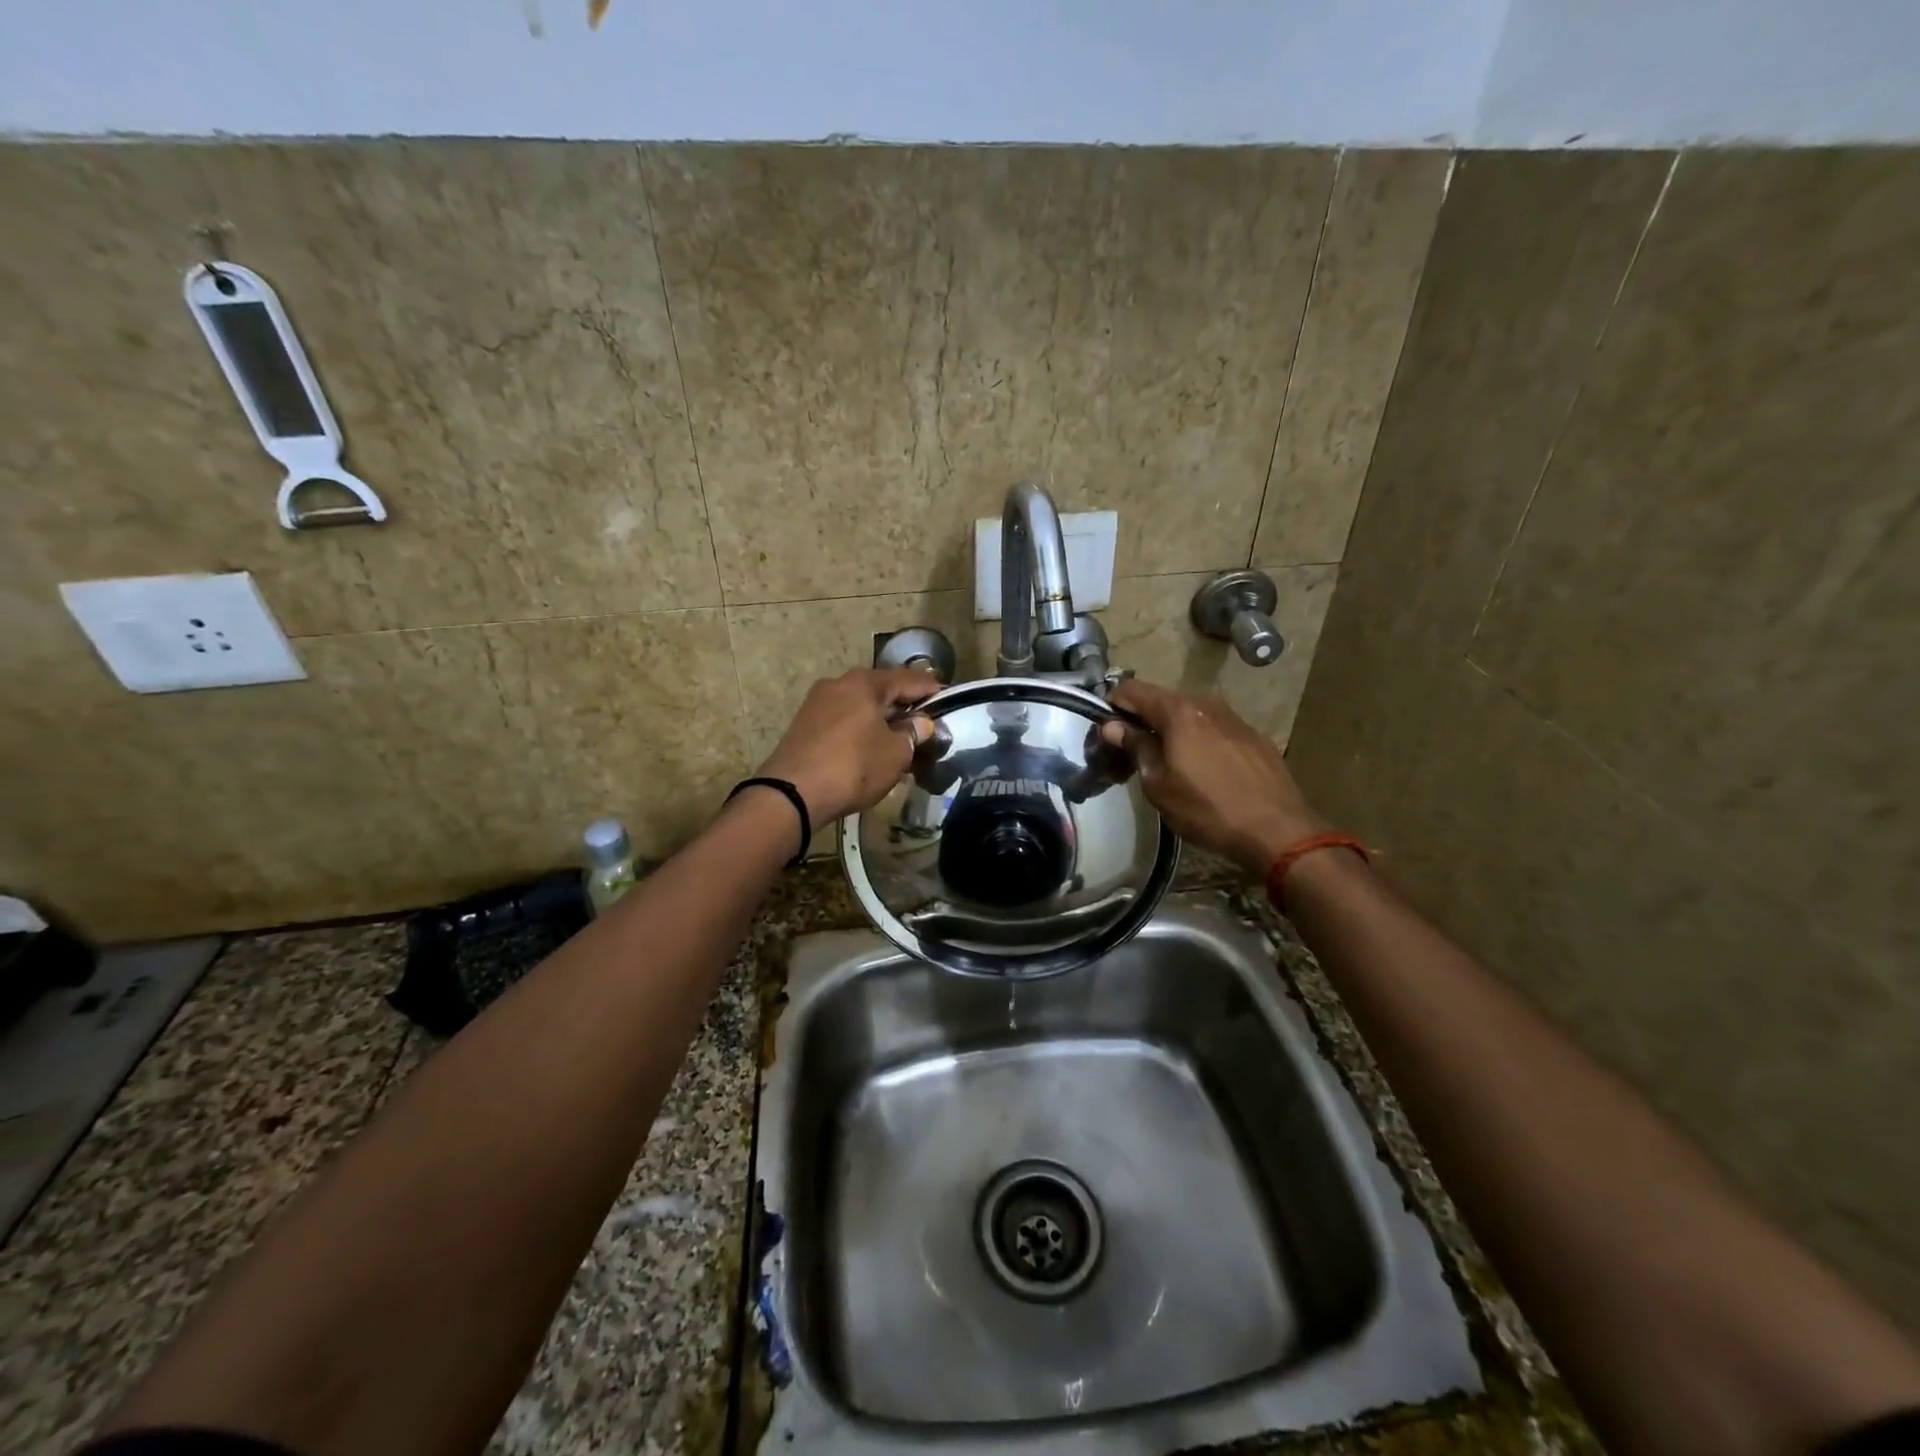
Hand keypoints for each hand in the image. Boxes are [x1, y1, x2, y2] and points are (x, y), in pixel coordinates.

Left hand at [757, 668, 939, 823]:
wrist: (792, 794)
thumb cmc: (853, 766)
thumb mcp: (896, 753)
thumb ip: (913, 734)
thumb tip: (920, 723)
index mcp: (864, 682)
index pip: (909, 679)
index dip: (932, 690)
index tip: (949, 701)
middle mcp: (839, 684)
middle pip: (882, 691)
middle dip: (905, 707)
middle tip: (927, 725)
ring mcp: (818, 704)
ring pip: (862, 707)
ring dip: (883, 722)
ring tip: (902, 742)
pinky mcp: (805, 726)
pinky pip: (844, 722)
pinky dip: (862, 731)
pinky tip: (872, 750)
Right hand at [1102, 679, 1327, 875]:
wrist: (1278, 830)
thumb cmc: (1207, 809)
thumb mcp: (1159, 785)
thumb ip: (1136, 748)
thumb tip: (1113, 726)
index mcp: (1178, 711)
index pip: (1132, 690)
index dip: (1112, 706)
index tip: (1106, 732)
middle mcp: (1206, 704)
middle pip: (1162, 701)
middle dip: (1142, 721)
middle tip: (1133, 754)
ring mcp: (1235, 718)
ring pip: (1190, 715)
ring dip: (1172, 732)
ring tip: (1169, 764)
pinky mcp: (1254, 737)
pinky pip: (1215, 729)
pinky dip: (1199, 741)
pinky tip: (1204, 771)